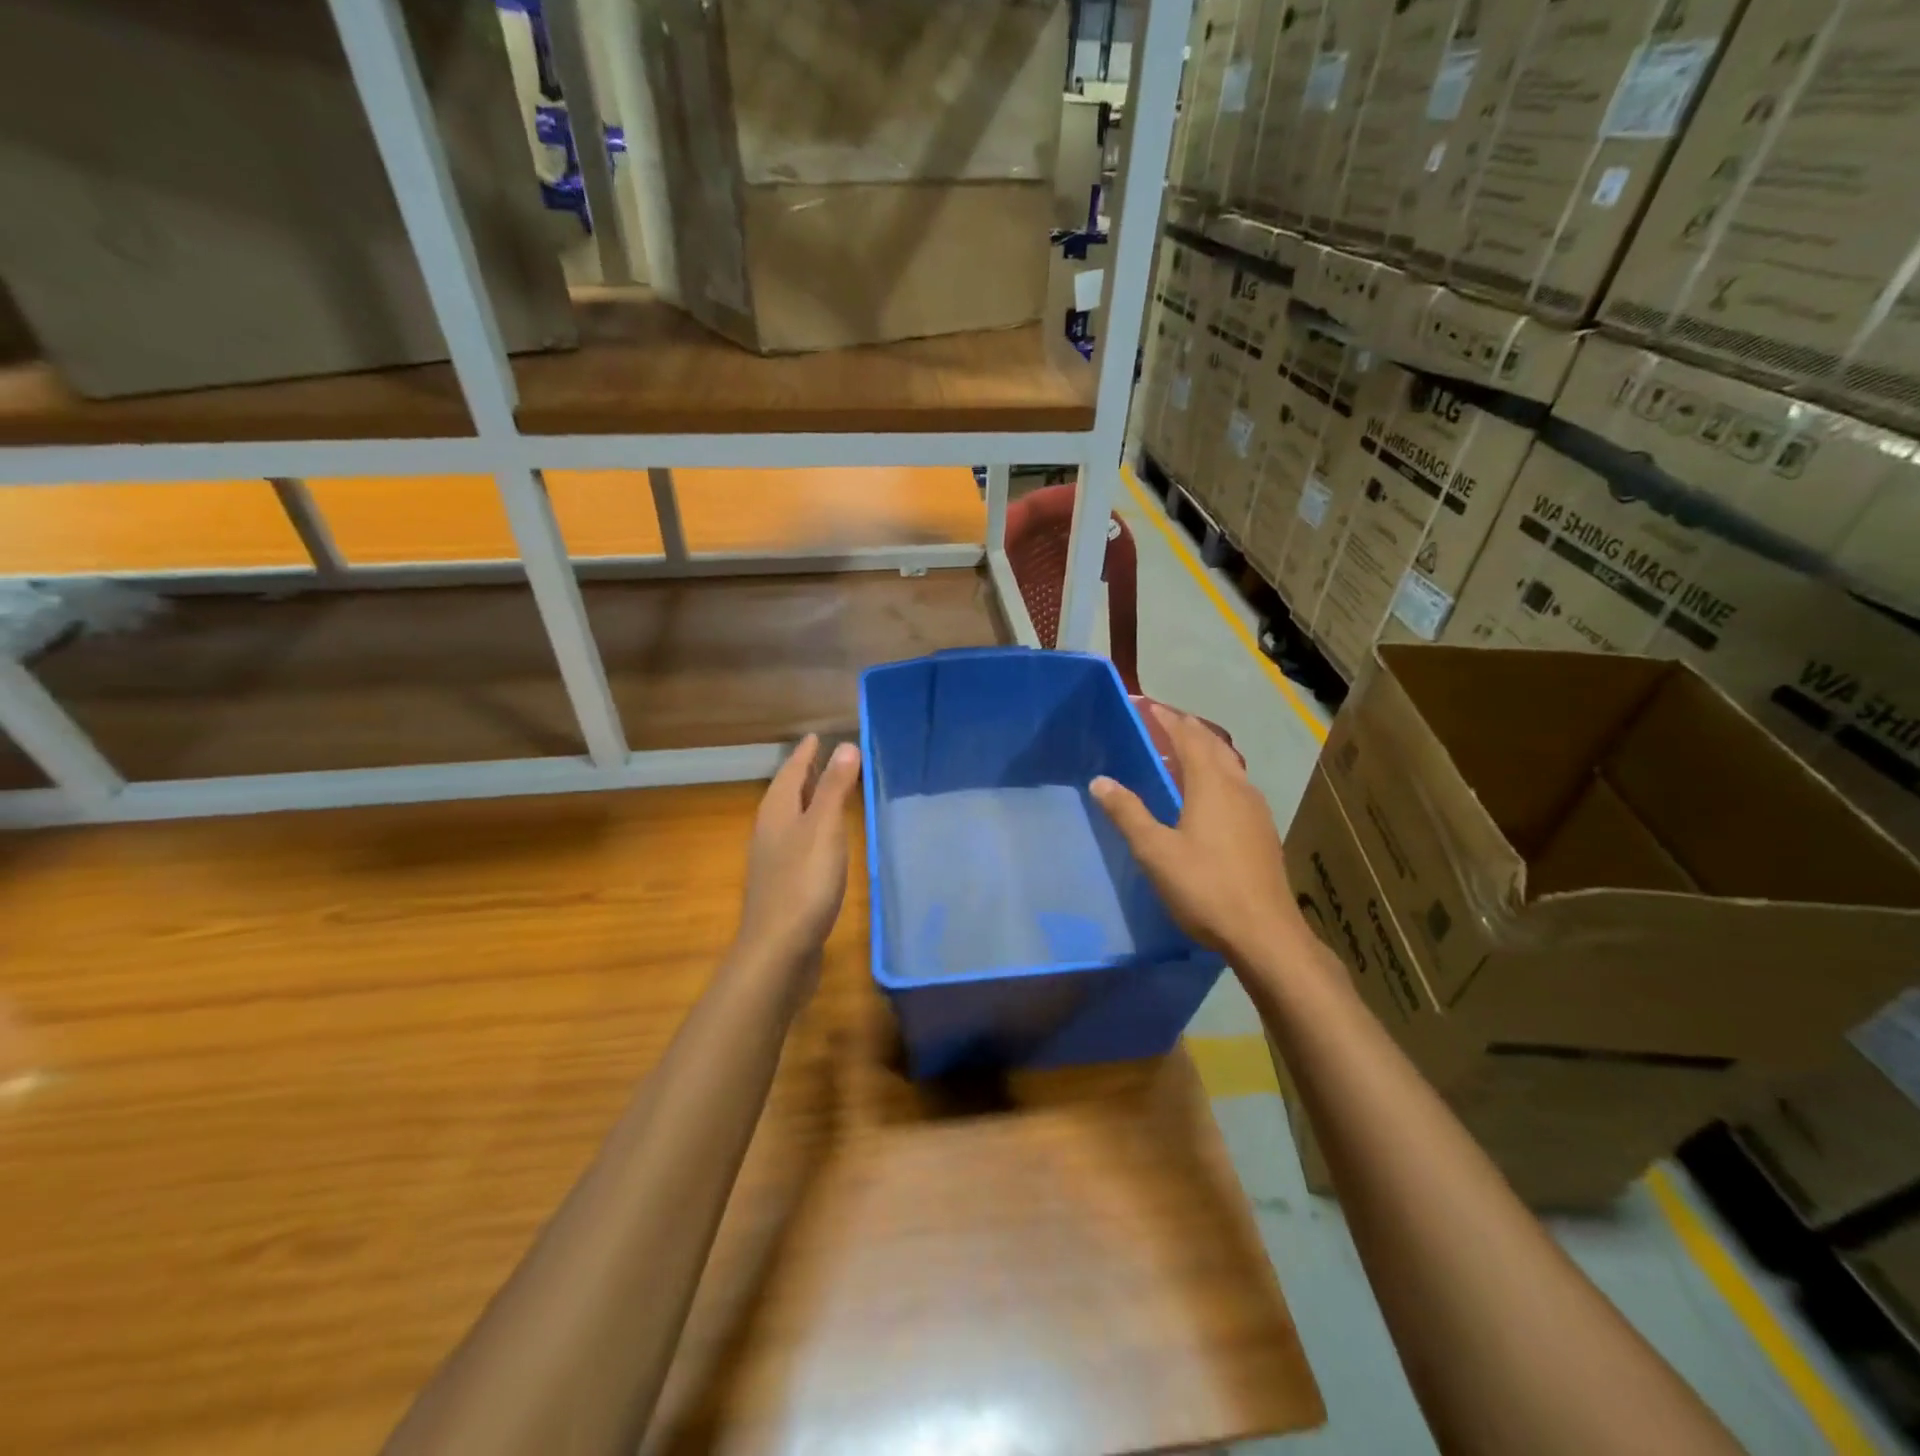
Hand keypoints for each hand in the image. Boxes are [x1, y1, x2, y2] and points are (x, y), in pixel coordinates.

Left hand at [735, 735, 862, 971]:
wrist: (779, 948)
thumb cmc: (803, 882)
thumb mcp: (824, 828)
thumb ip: (834, 788)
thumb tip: (845, 745)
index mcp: (777, 812)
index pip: (791, 772)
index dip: (805, 754)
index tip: (817, 736)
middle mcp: (770, 831)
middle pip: (786, 792)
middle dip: (804, 773)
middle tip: (824, 756)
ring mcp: (773, 859)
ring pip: (791, 817)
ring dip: (807, 800)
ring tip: (827, 791)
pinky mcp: (783, 883)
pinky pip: (798, 841)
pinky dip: (812, 828)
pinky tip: (825, 840)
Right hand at [1090, 704, 1302, 957]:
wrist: (1264, 933)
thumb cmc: (1205, 887)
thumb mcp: (1155, 851)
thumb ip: (1128, 813)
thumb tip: (1100, 781)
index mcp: (1212, 785)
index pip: (1188, 738)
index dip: (1168, 720)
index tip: (1149, 705)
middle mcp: (1238, 788)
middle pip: (1213, 746)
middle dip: (1188, 730)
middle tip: (1164, 723)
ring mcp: (1256, 810)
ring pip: (1229, 766)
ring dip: (1206, 751)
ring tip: (1183, 753)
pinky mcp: (1262, 832)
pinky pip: (1237, 786)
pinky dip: (1218, 775)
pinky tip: (1209, 796)